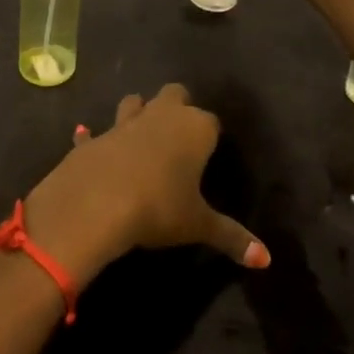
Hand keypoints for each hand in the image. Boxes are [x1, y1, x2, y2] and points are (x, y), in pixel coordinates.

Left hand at [24, 85, 269, 283]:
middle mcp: (162, 115)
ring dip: (138, 111)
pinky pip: (97, 132)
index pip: (212, 122)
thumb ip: (232, 237)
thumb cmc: (160, 207)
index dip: (211, 135)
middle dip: (178, 106)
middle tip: (180, 134)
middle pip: (175, 94)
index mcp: (194, 128)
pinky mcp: (97, 137)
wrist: (98, 201)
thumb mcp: (199, 225)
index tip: (211, 152)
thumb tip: (266, 259)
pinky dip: (95, 136)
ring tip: (142, 132)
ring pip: (136, 102)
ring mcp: (126, 121)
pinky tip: (87, 137)